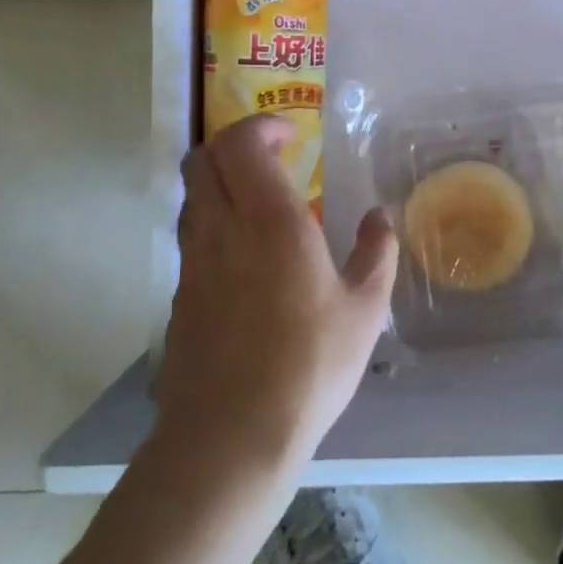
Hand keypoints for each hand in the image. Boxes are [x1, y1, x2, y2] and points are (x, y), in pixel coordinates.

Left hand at [153, 115, 398, 472]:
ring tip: (263, 200)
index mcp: (270, 222)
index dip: (261, 126)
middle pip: (203, 160)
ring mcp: (194, 263)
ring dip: (222, 180)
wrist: (229, 437)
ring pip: (192, 195)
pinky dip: (216, 219)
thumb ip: (377, 252)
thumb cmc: (309, 366)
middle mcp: (222, 230)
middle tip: (274, 156)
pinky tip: (249, 253)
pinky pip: (192, 234)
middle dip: (234, 143)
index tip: (292, 134)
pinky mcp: (182, 296)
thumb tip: (380, 217)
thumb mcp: (365, 309)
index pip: (241, 145)